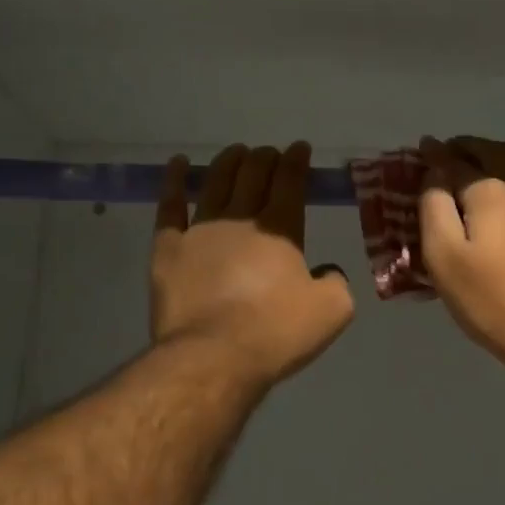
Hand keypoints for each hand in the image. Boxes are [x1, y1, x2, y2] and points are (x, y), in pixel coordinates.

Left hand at [151, 142, 354, 389]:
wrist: (213, 356)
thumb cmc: (276, 333)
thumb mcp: (332, 311)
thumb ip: (336, 281)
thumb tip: (325, 271)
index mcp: (281, 228)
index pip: (290, 181)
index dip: (297, 161)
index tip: (300, 148)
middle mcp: (240, 218)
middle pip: (253, 175)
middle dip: (265, 158)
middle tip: (270, 153)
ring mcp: (200, 230)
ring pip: (216, 182)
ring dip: (229, 162)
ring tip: (237, 151)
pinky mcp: (168, 248)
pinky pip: (169, 206)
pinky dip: (174, 181)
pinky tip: (178, 164)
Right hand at [416, 136, 504, 370]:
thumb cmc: (492, 301)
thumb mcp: (444, 259)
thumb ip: (434, 210)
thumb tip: (436, 174)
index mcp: (489, 193)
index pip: (456, 164)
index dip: (437, 155)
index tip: (426, 146)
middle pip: (495, 154)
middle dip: (471, 147)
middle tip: (456, 148)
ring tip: (498, 151)